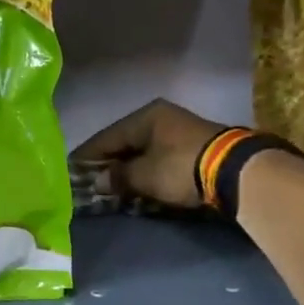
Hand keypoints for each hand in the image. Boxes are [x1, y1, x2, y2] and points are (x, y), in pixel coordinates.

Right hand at [72, 99, 226, 208]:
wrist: (234, 171)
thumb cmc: (181, 167)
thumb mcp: (144, 175)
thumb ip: (118, 177)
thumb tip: (98, 182)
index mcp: (145, 117)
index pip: (105, 137)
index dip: (86, 157)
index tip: (69, 172)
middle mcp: (159, 118)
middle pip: (123, 143)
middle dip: (106, 164)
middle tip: (87, 183)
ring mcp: (176, 131)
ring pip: (140, 152)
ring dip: (125, 170)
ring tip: (108, 187)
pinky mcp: (190, 148)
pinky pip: (155, 159)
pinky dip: (142, 171)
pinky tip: (133, 184)